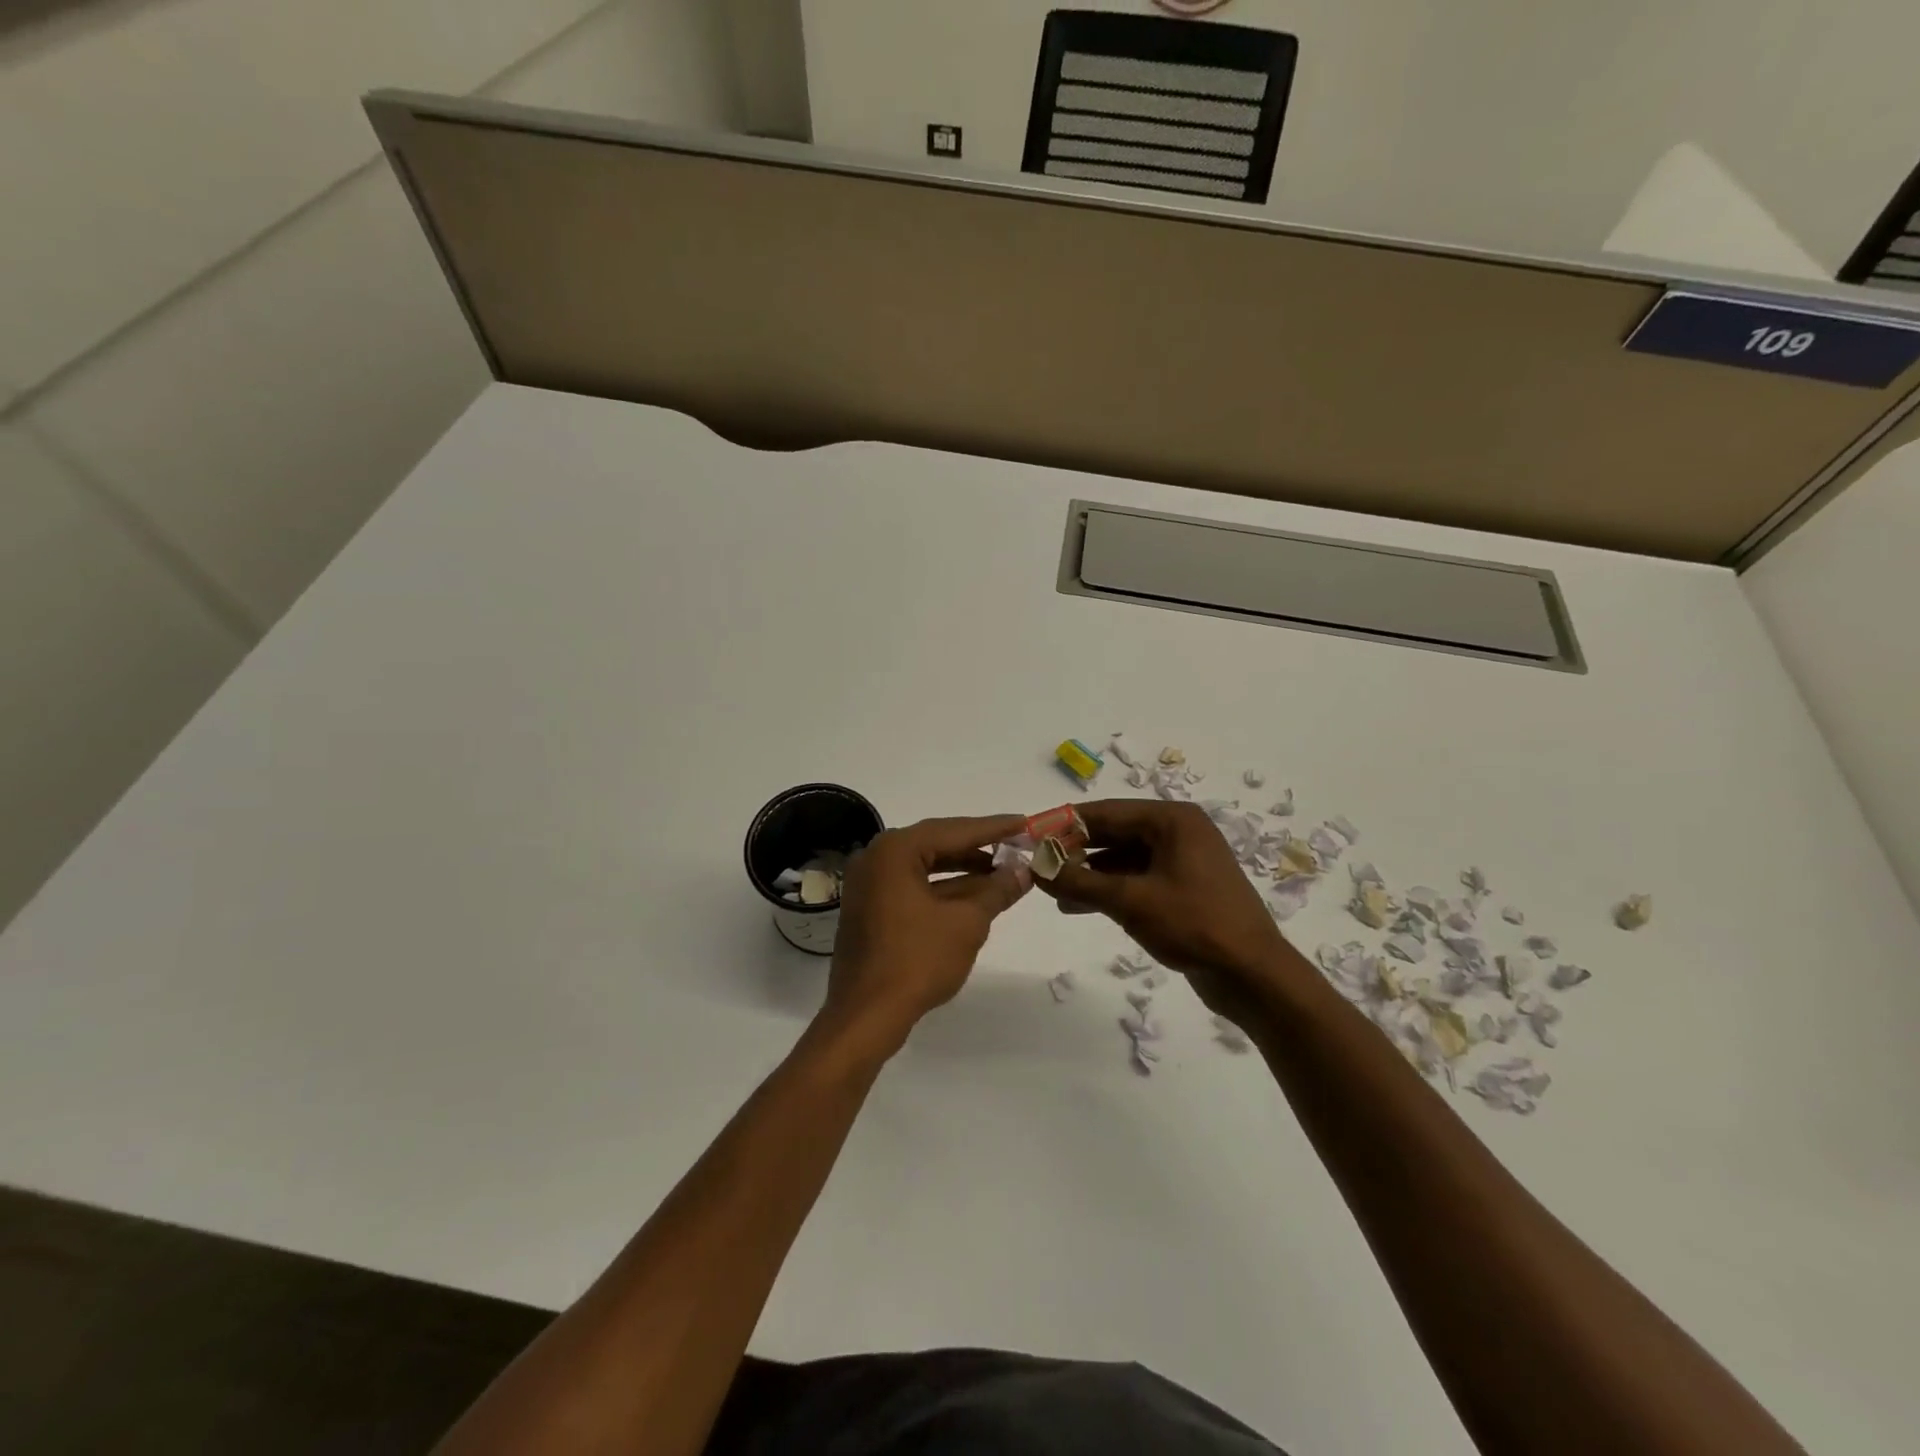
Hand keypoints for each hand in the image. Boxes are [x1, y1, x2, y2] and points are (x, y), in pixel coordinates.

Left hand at [822, 814, 1031, 1048]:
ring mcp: (869, 884)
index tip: (1025, 823)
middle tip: (1017, 845)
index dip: (994, 828)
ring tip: (1003, 872)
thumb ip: (997, 891)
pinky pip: (912, 886)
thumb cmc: (917, 961)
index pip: (954, 830)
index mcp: (895, 850)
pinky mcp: (870, 908)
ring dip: (963, 870)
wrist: (866, 1016)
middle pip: (937, 844)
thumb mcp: (967, 923)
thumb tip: (1023, 871)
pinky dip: (943, 889)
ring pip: (925, 867)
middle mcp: (876, 858)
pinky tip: (975, 897)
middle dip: (979, 848)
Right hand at [1032, 800, 1302, 1020]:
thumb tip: (1035, 868)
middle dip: (1075, 850)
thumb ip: (1078, 881)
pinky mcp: (1183, 888)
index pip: (1106, 812)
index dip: (1065, 824)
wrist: (1253, 975)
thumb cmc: (1194, 924)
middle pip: (1114, 833)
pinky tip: (1078, 906)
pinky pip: (1137, 879)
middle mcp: (1178, 831)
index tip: (1030, 835)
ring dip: (1088, 874)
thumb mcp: (1130, 901)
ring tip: (1052, 890)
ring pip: (1123, 859)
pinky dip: (1109, 890)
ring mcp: (1183, 861)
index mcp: (1172, 820)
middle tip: (1038, 865)